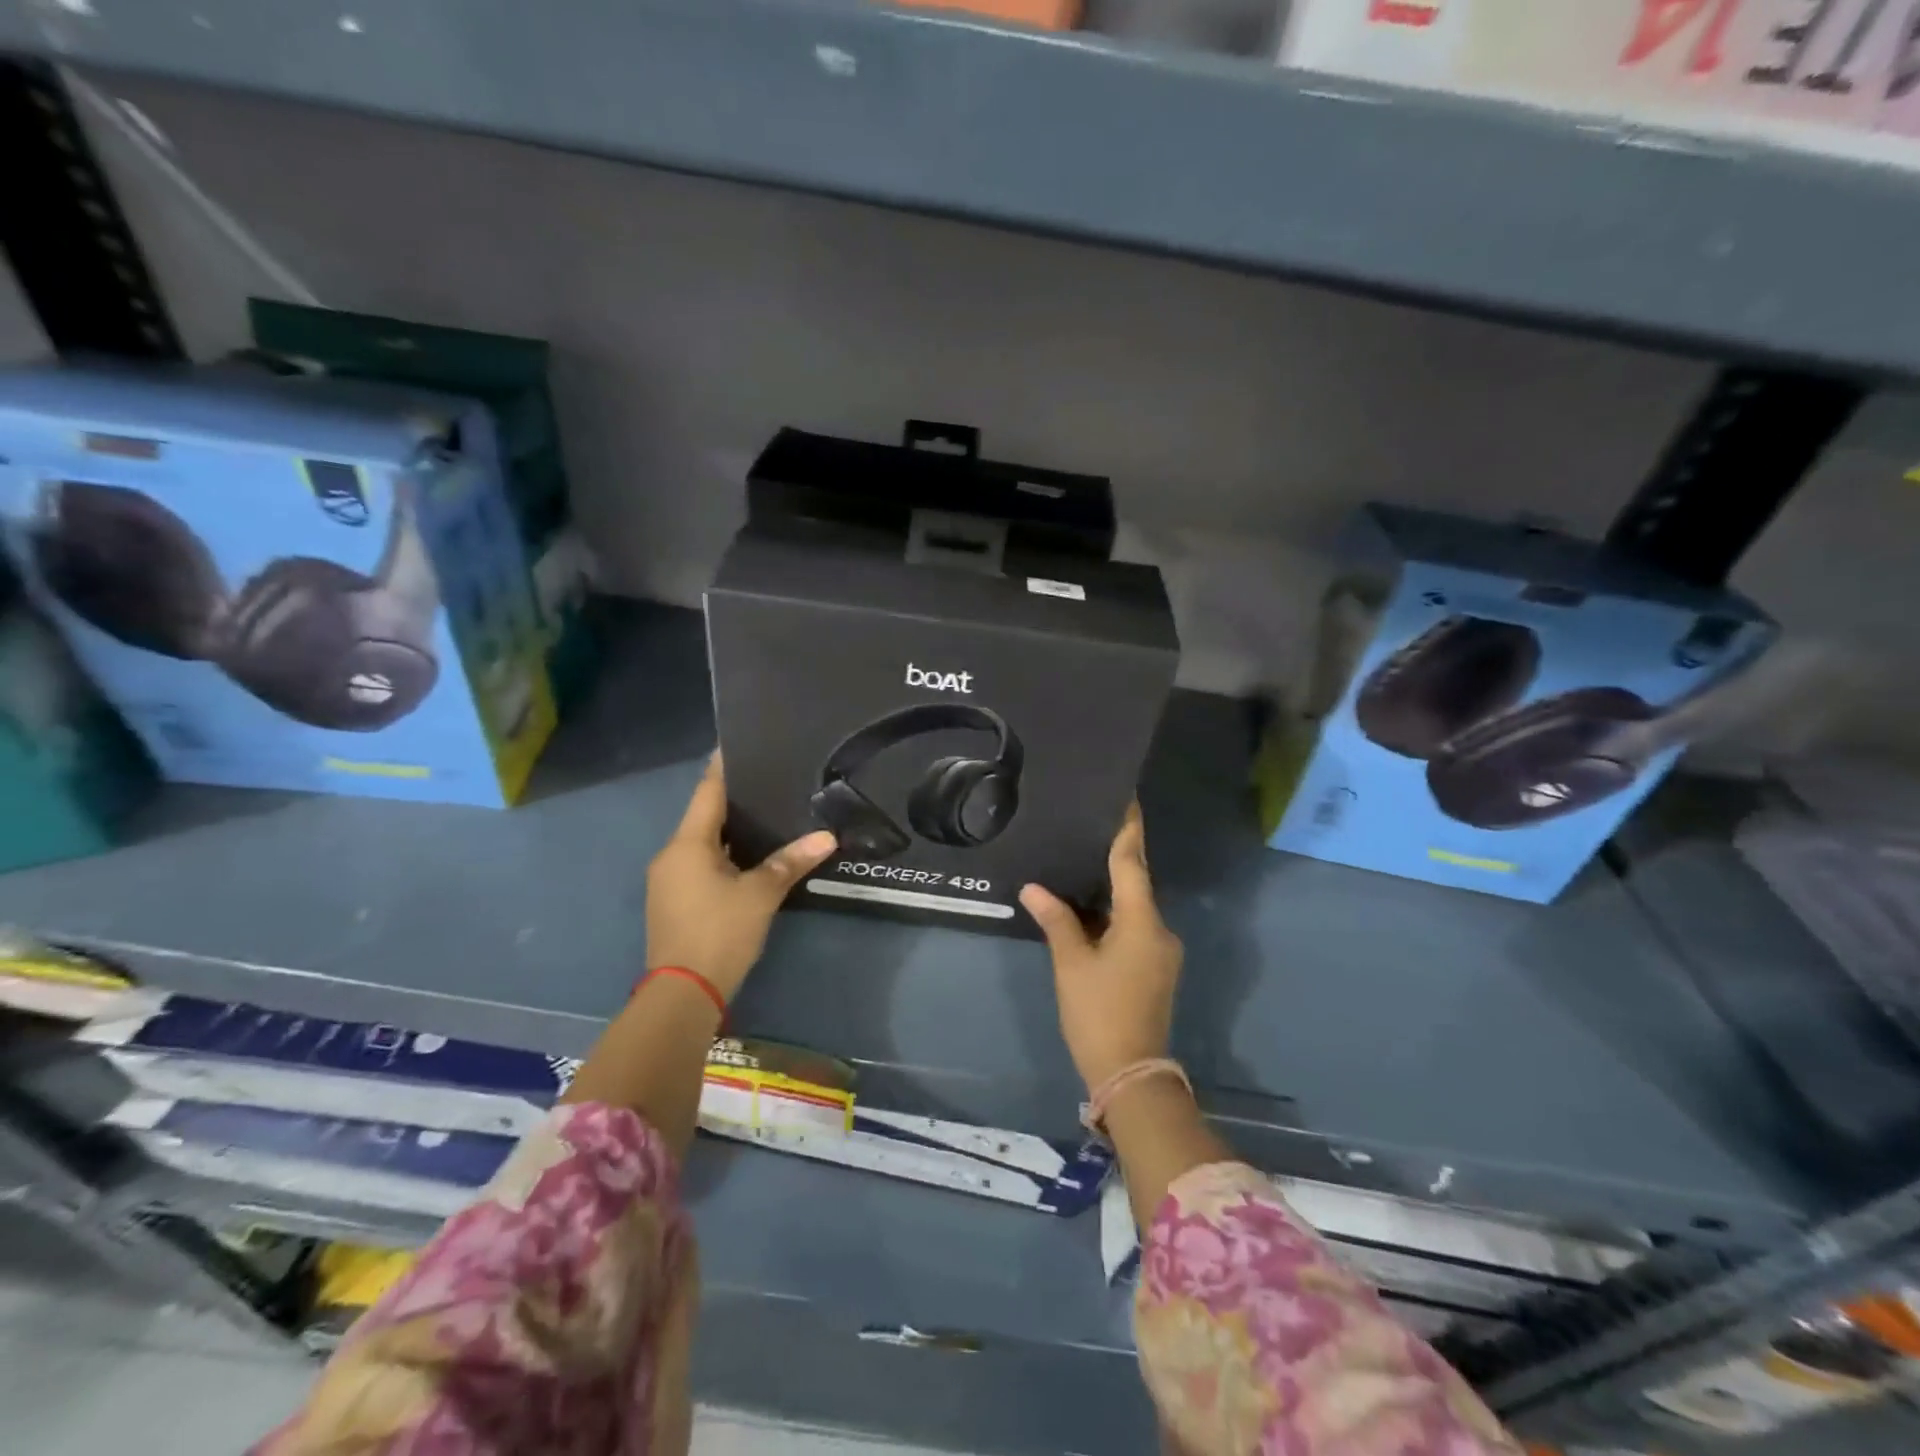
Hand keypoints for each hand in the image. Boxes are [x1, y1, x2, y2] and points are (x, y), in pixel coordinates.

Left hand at [646, 755, 836, 1000]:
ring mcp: (669, 880)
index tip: (739, 744)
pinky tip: (748, 856)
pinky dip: (722, 854)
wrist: (683, 994)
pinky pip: (699, 864)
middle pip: (704, 816)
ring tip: (765, 814)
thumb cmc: (720, 933)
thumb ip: (791, 862)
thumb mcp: (760, 895)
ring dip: (729, 830)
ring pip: (702, 843)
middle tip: (768, 780)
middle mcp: (672, 855)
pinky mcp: (674, 902)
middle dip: (733, 800)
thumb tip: (826, 836)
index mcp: (688, 844)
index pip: (707, 792)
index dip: (723, 768)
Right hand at [1020, 802, 1183, 1091]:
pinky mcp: (1155, 967)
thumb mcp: (1072, 964)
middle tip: (1089, 827)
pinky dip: (1114, 913)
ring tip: (1081, 862)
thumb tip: (1033, 888)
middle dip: (1116, 857)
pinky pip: (1135, 926)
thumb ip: (1056, 920)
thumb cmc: (1099, 1012)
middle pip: (1136, 882)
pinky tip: (1089, 907)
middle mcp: (1159, 930)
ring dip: (1112, 888)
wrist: (1131, 1074)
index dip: (1128, 830)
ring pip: (1134, 907)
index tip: (1126, 800)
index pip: (1132, 863)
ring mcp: (1161, 950)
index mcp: (1142, 922)